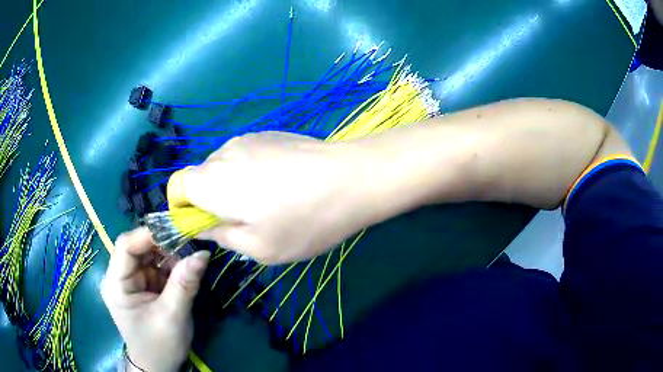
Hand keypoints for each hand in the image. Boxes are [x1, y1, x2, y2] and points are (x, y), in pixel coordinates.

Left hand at [100, 228, 209, 371]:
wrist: (158, 367)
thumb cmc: (159, 346)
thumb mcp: (173, 317)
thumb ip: (184, 284)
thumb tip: (203, 253)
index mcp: (116, 284)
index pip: (126, 246)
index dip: (149, 235)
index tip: (177, 233)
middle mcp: (120, 276)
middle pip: (138, 247)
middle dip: (163, 246)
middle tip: (189, 247)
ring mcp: (131, 280)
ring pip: (149, 254)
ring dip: (169, 256)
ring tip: (188, 263)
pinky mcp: (143, 285)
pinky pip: (156, 266)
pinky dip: (171, 266)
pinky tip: (183, 272)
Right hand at [169, 132, 379, 263]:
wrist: (352, 178)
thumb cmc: (303, 221)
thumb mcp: (258, 247)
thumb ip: (222, 236)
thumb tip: (204, 227)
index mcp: (211, 182)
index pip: (176, 185)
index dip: (182, 206)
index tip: (204, 224)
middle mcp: (223, 153)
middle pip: (200, 176)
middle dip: (210, 200)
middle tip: (243, 221)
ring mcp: (248, 139)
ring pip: (224, 166)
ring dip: (233, 187)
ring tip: (268, 204)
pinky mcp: (270, 134)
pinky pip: (246, 156)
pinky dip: (251, 172)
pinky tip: (283, 185)